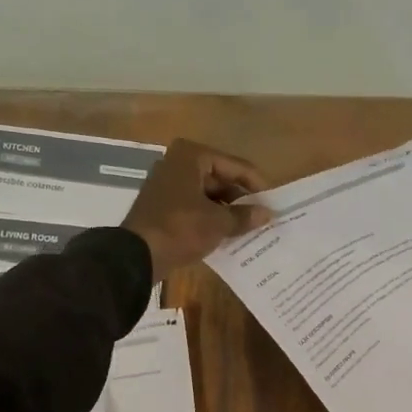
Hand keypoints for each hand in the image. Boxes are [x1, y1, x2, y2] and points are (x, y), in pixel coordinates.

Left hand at [121, 139, 270, 280]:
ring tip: (249, 228)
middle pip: (220, 179)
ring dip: (227, 211)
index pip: (235, 166)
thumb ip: (244, 216)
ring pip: (207, 195)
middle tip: (262, 217)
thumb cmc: (181, 228)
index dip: (256, 185)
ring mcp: (167, 185)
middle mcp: (177, 164)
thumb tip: (267, 214)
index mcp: (192, 156)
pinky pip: (194, 207)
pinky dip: (210, 218)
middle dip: (241, 199)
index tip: (273, 202)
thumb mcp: (218, 223)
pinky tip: (227, 234)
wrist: (137, 255)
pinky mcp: (162, 207)